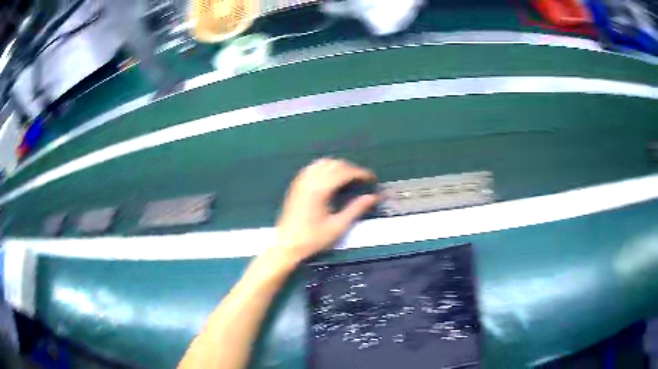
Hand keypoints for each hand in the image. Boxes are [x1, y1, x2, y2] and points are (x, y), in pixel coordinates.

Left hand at [275, 158, 379, 264]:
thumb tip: (373, 197)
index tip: (373, 179)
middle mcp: (309, 180)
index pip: (344, 172)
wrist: (287, 246)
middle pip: (334, 164)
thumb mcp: (338, 226)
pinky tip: (331, 178)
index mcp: (320, 189)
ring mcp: (301, 181)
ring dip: (338, 166)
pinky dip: (325, 168)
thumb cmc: (313, 239)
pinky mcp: (296, 185)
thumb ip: (356, 209)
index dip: (361, 173)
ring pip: (323, 163)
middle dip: (351, 168)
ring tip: (349, 178)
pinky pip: (313, 167)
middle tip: (363, 180)